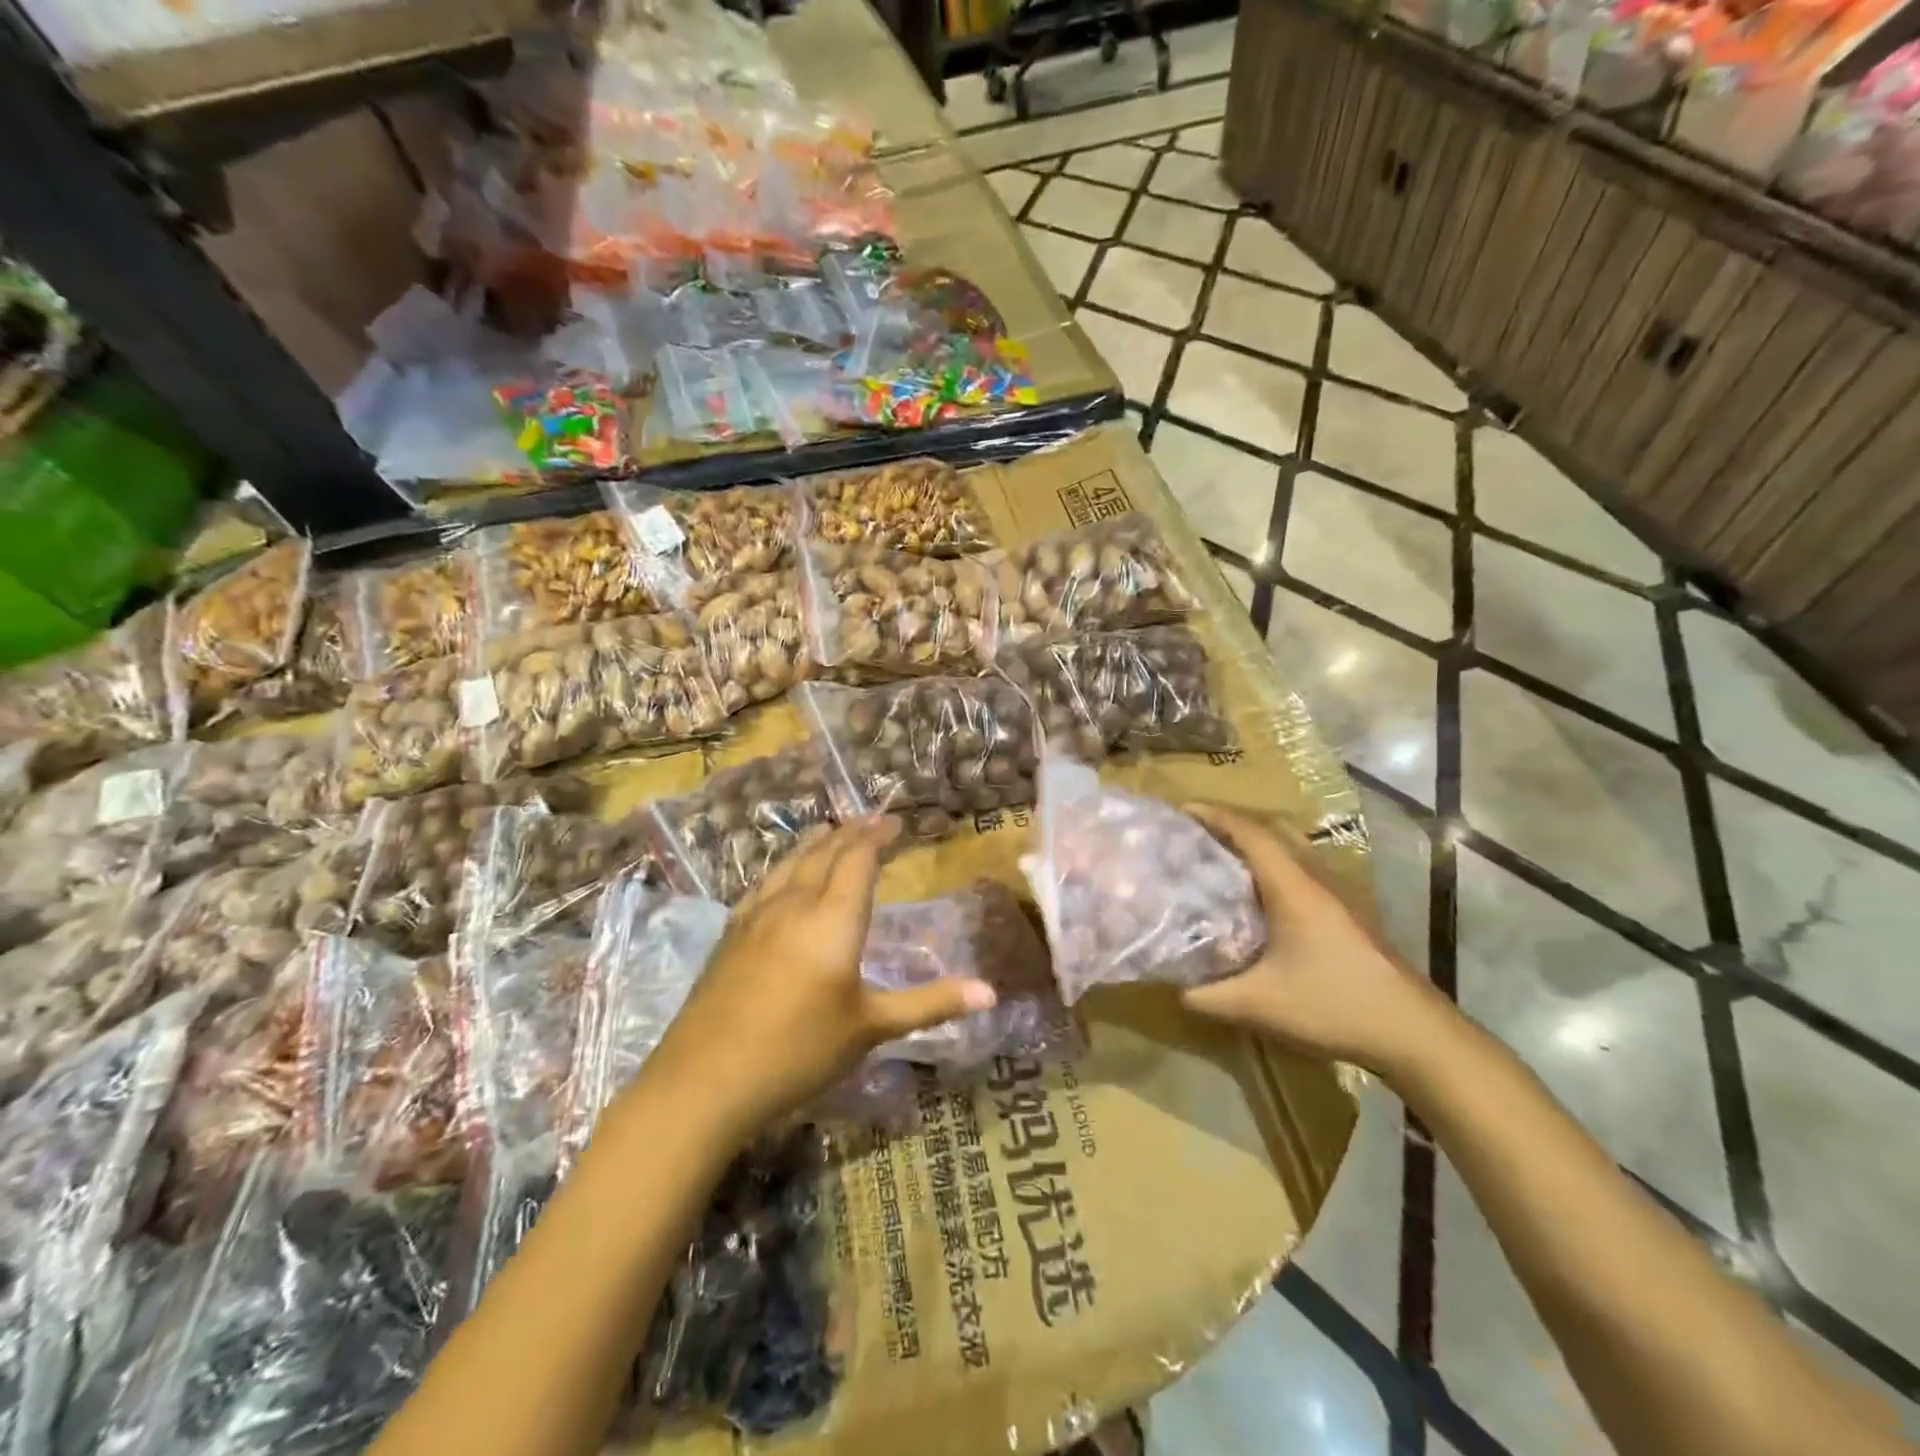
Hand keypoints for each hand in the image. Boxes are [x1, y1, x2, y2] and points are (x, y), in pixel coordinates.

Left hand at [646, 817, 997, 1138]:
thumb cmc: (798, 1051)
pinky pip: (764, 884)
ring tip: (830, 833)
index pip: (858, 859)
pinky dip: (785, 868)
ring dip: (816, 844)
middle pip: (824, 853)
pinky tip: (782, 879)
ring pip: (790, 864)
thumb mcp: (871, 1029)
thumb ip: (930, 1003)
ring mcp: (756, 917)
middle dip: (851, 833)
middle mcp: (794, 904)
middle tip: (871, 821)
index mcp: (833, 919)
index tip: (894, 822)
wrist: (704, 1081)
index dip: (877, 836)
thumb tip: (991, 993)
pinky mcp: (730, 936)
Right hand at [1179, 803, 1452, 1075]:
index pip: (1250, 832)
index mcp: (1293, 887)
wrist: (1414, 1032)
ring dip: (1255, 839)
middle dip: (1231, 821)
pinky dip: (1273, 861)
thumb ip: (1207, 997)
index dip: (1214, 815)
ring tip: (1221, 853)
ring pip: (1291, 846)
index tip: (1182, 810)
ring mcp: (1338, 892)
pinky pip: (1302, 866)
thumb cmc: (1334, 1006)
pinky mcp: (1348, 910)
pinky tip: (1259, 891)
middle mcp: (1316, 878)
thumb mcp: (1259, 1005)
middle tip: (1195, 830)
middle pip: (1272, 829)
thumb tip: (1172, 987)